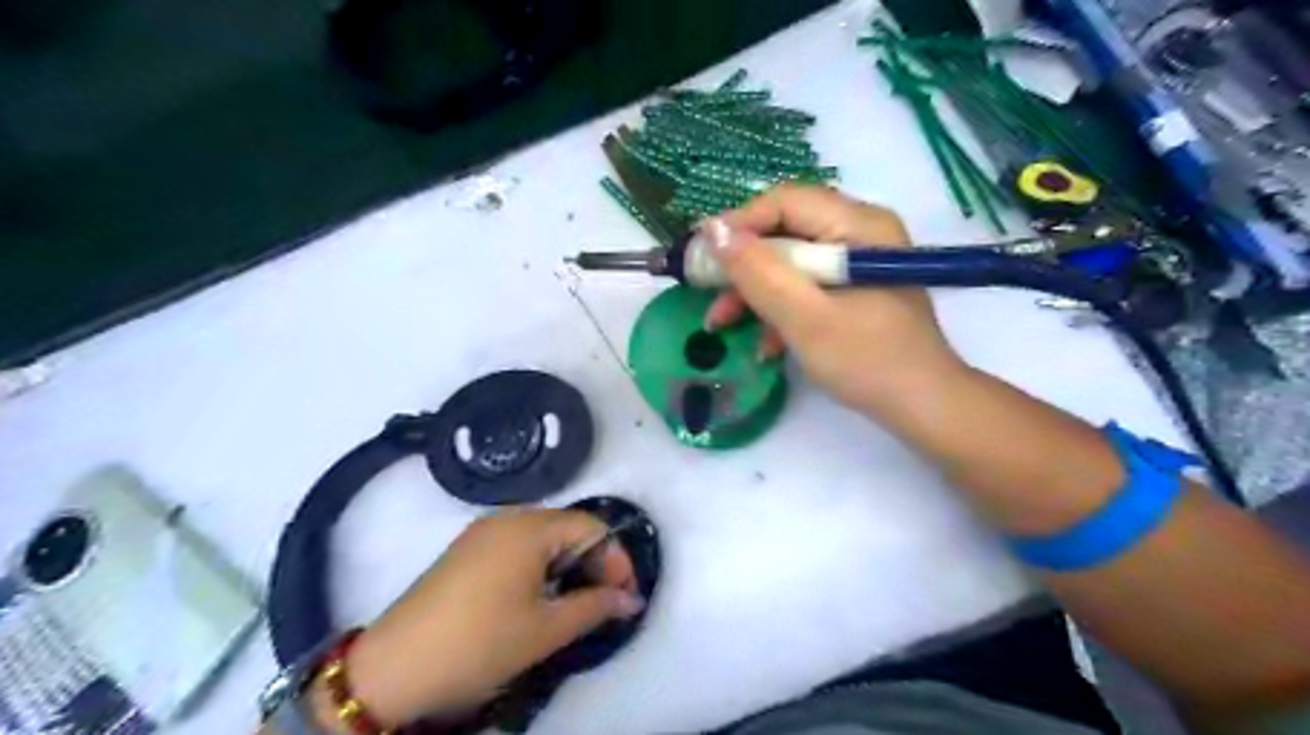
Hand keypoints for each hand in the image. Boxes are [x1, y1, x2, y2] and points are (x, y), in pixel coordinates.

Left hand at [335, 510, 643, 727]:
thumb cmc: (480, 642)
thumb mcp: (546, 630)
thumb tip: (631, 600)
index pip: (592, 527)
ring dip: (566, 565)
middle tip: (603, 602)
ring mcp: (482, 532)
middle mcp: (508, 517)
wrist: (394, 668)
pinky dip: (539, 565)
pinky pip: (517, 545)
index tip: (625, 597)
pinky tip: (537, 598)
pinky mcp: (466, 550)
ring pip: (542, 537)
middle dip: (593, 561)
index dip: (616, 559)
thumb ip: (596, 607)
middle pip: (567, 527)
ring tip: (573, 603)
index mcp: (530, 528)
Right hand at [700, 183, 964, 413]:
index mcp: (858, 225)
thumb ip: (759, 272)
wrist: (922, 406)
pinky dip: (780, 309)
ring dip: (755, 292)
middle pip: (786, 231)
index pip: (785, 202)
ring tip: (723, 325)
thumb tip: (713, 230)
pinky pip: (806, 286)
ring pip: (791, 262)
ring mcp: (858, 262)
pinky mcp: (854, 290)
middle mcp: (860, 232)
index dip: (738, 224)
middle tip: (708, 293)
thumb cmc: (866, 360)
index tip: (702, 256)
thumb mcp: (804, 317)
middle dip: (743, 266)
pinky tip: (764, 344)